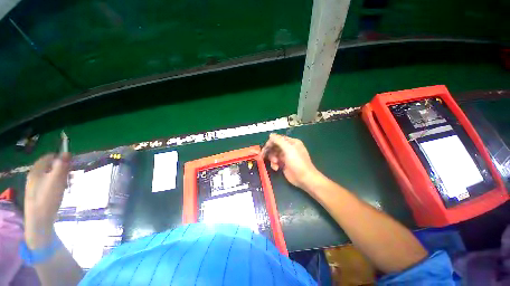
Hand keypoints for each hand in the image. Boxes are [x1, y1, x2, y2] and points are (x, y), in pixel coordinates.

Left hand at [24, 153, 70, 248]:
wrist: (39, 220)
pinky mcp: (39, 194)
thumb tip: (67, 152)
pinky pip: (50, 184)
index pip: (49, 157)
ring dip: (62, 177)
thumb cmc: (48, 197)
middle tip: (73, 175)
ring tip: (70, 183)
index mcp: (36, 170)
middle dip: (63, 169)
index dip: (60, 158)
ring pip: (51, 176)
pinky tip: (64, 190)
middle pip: (50, 167)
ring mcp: (36, 185)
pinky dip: (58, 184)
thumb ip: (62, 165)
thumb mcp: (57, 179)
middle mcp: (34, 175)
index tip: (72, 163)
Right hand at [262, 133, 321, 189]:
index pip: (278, 139)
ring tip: (275, 163)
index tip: (265, 148)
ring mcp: (285, 156)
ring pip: (274, 154)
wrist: (304, 178)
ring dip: (272, 158)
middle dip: (270, 151)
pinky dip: (274, 164)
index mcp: (291, 142)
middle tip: (263, 155)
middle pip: (274, 146)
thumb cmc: (298, 162)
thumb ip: (279, 141)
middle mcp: (288, 148)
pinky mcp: (283, 164)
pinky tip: (276, 168)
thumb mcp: (289, 149)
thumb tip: (271, 135)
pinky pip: (275, 161)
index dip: (270, 142)